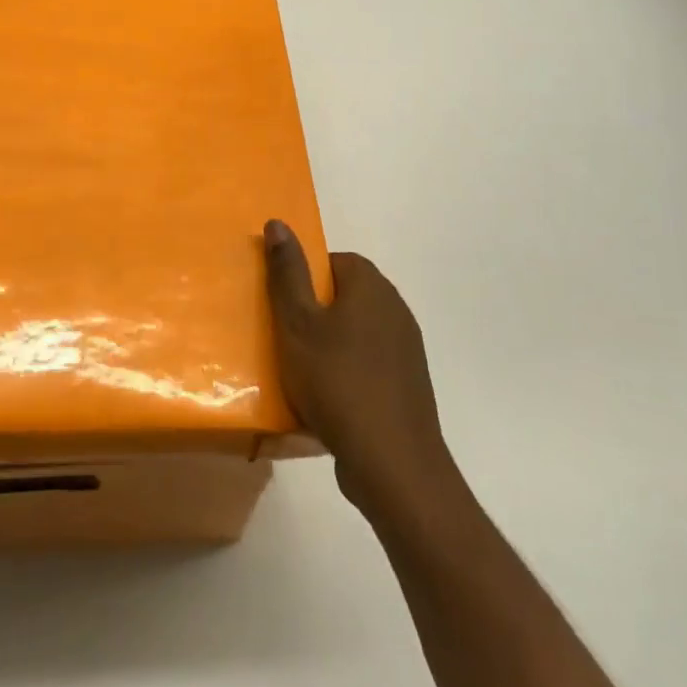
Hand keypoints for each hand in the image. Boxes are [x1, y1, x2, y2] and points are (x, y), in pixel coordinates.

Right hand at [264, 219, 450, 510]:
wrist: (393, 464)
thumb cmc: (337, 382)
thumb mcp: (298, 323)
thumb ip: (287, 273)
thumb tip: (278, 222)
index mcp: (371, 286)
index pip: (333, 261)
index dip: (304, 279)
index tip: (282, 308)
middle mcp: (395, 308)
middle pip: (345, 296)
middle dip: (314, 314)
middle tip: (285, 338)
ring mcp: (407, 349)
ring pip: (356, 333)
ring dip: (330, 346)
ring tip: (300, 373)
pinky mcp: (408, 385)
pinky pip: (369, 365)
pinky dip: (347, 375)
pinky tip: (327, 401)